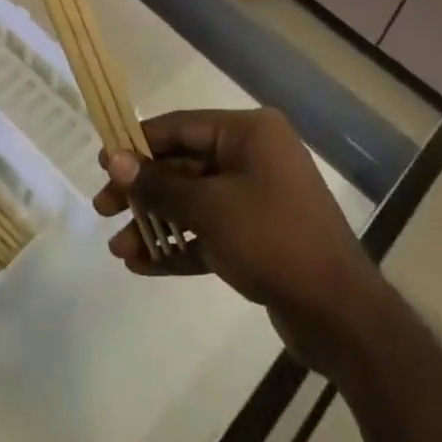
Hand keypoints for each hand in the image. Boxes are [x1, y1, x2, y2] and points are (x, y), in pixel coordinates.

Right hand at [94, 108, 388, 373]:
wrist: (339, 314)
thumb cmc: (273, 239)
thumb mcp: (210, 209)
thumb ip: (159, 186)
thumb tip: (114, 159)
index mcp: (249, 133)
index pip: (181, 127)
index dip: (139, 143)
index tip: (102, 161)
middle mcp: (252, 157)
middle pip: (184, 165)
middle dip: (144, 190)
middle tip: (102, 208)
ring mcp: (256, 197)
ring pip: (193, 202)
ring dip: (156, 223)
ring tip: (118, 248)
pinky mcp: (256, 236)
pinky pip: (208, 231)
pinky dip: (179, 244)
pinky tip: (143, 264)